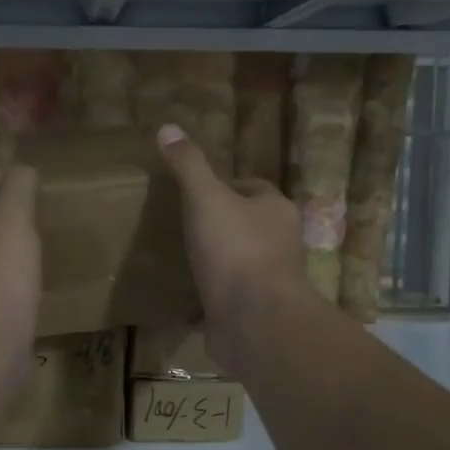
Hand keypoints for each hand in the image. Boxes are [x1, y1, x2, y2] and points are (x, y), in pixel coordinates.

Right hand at [156, 123, 311, 372]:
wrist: (254, 322)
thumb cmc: (235, 251)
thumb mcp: (205, 198)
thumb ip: (189, 166)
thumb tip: (168, 127)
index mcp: (276, 210)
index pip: (253, 187)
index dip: (225, 186)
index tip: (195, 192)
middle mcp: (281, 243)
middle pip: (249, 224)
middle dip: (222, 224)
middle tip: (185, 224)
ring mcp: (270, 281)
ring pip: (241, 261)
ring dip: (218, 260)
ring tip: (183, 258)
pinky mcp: (256, 312)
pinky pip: (230, 296)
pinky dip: (212, 294)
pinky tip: (187, 296)